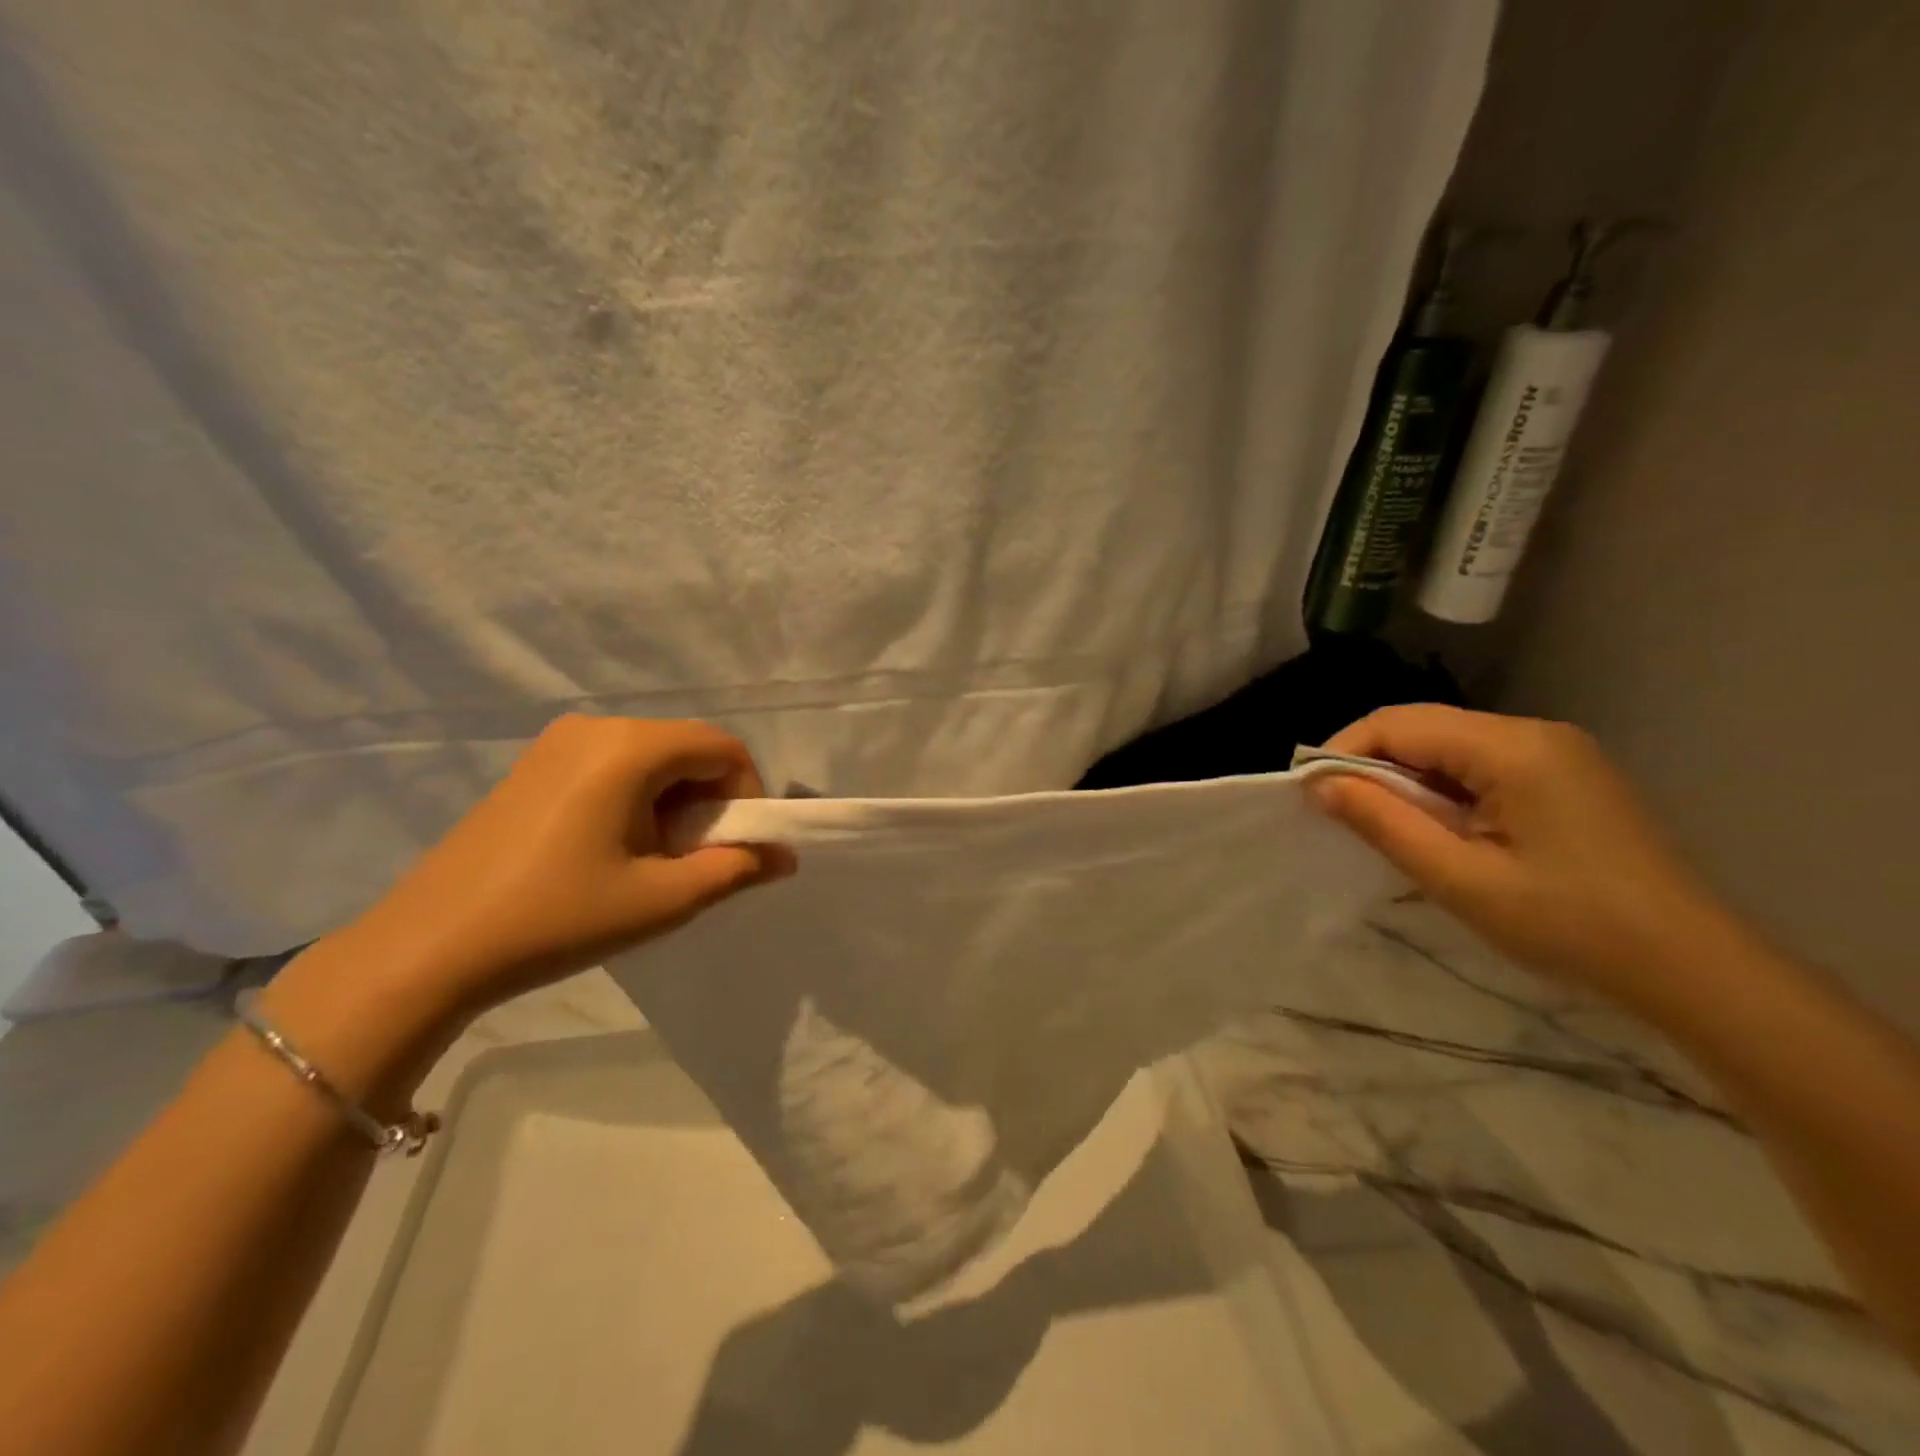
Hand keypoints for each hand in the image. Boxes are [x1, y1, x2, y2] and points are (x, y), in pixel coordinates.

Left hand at [302, 715, 793, 1030]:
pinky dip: (637, 797)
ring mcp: (557, 743)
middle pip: (687, 747)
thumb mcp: (663, 900)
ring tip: (654, 859)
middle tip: (696, 858)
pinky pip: (612, 764)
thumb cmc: (558, 918)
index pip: (723, 748)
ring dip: (675, 800)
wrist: (429, 948)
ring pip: (652, 757)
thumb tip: (787, 856)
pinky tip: (612, 849)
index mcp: (630, 748)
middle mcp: (596, 727)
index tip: (738, 846)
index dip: (748, 794)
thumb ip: (736, 869)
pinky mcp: (534, 765)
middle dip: (711, 799)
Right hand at [1310, 704, 1744, 1013]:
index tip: (1308, 794)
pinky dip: (1441, 789)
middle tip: (1336, 812)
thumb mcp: (1459, 878)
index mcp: (1512, 748)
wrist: (1693, 969)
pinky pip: (1479, 765)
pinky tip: (1436, 827)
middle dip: (1370, 764)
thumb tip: (1318, 784)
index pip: (1399, 724)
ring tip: (1381, 825)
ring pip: (1448, 746)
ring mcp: (1555, 752)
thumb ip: (1383, 823)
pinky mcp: (1565, 776)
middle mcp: (1534, 733)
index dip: (1342, 751)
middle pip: (1423, 727)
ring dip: (1405, 778)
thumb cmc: (1569, 924)